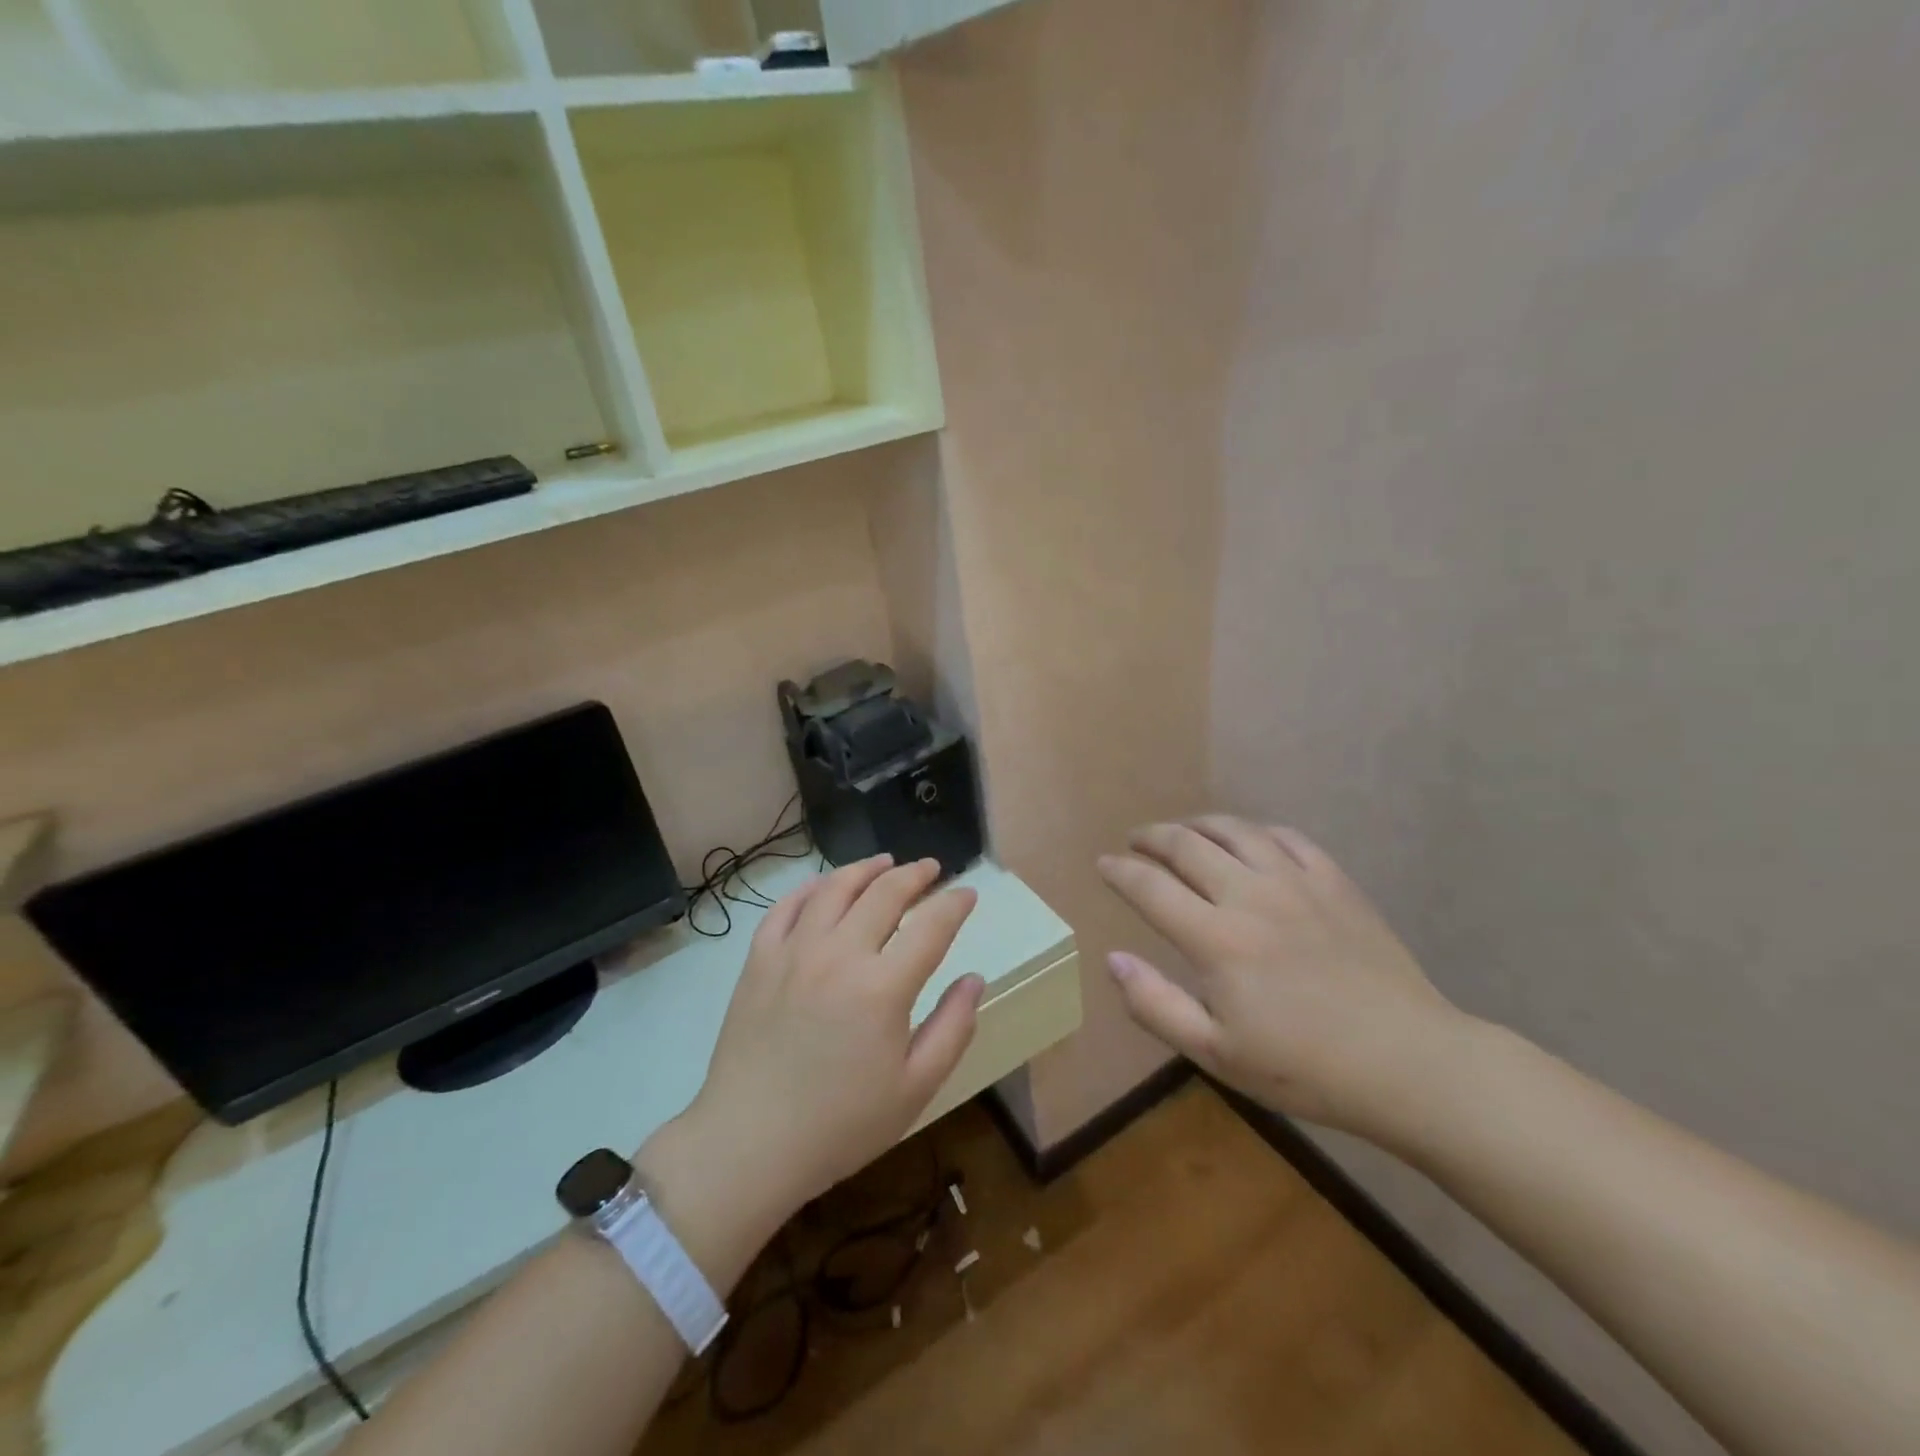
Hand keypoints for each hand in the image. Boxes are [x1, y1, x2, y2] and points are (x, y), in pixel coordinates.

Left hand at [672, 855, 982, 1227]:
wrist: (748, 1143)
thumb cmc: (840, 1125)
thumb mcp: (915, 1088)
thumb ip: (952, 1028)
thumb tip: (974, 979)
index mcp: (883, 987)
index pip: (931, 925)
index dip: (955, 904)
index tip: (968, 894)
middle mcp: (839, 954)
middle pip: (884, 893)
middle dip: (915, 874)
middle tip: (931, 868)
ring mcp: (794, 952)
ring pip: (835, 888)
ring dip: (865, 869)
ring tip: (885, 863)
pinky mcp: (759, 960)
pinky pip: (786, 907)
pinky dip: (810, 888)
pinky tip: (824, 887)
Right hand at [1098, 816, 1469, 1142]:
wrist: (1407, 1062)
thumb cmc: (1304, 1068)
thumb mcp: (1217, 1054)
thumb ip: (1156, 1005)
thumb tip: (1113, 959)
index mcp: (1216, 939)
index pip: (1150, 887)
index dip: (1120, 871)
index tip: (1103, 865)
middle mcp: (1250, 895)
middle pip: (1187, 845)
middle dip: (1152, 837)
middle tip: (1135, 841)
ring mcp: (1296, 882)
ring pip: (1234, 830)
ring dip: (1198, 824)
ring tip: (1183, 830)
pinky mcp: (1334, 882)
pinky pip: (1286, 837)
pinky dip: (1255, 831)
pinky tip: (1249, 840)